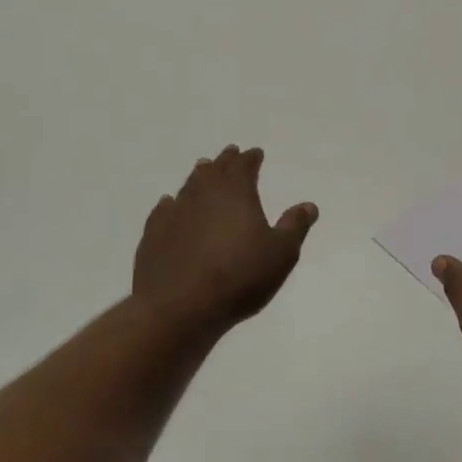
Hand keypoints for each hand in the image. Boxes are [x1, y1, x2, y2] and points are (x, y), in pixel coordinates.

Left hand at [132, 146, 317, 335]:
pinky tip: (170, 205)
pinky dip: (172, 204)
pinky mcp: (153, 234)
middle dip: (225, 161)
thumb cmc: (239, 277)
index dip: (251, 158)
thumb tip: (308, 205)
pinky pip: (165, 209)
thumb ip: (295, 226)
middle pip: (215, 169)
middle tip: (230, 154)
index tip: (256, 153)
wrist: (179, 308)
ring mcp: (175, 212)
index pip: (245, 166)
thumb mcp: (281, 254)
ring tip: (204, 171)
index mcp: (236, 192)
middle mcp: (203, 194)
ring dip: (199, 177)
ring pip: (189, 185)